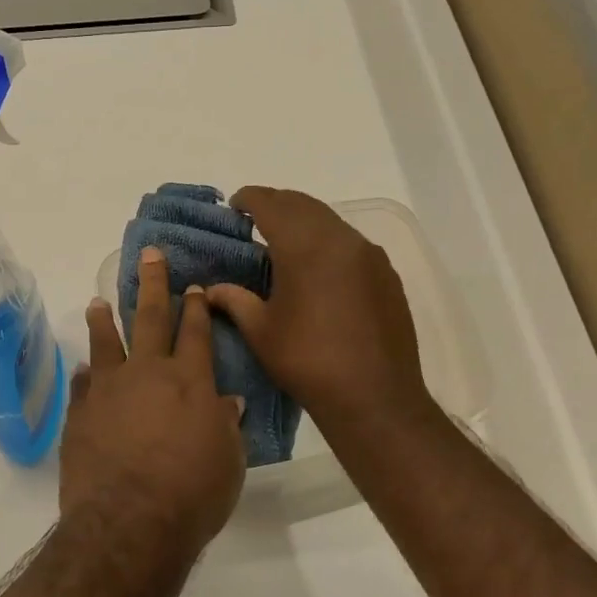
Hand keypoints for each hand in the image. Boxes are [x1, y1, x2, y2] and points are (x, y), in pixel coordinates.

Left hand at [58, 247, 246, 564]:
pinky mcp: (81, 413)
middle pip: (150, 317)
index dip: (196, 307)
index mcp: (190, 380)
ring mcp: (109, 390)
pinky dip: (86, 373)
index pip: (195, 332)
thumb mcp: (228, 461)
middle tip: (149, 256)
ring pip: (106, 342)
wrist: (129, 524)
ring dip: (104, 319)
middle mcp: (148, 373)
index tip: (194, 287)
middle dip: (152, 284)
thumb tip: (227, 401)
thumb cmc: (192, 494)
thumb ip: (225, 424)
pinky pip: (83, 383)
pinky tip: (84, 368)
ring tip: (97, 302)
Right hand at [206, 187, 432, 437]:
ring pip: (330, 220)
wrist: (375, 397)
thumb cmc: (308, 363)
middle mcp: (340, 239)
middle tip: (254, 218)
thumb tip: (211, 289)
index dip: (249, 199)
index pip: (271, 205)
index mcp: (304, 247)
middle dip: (276, 204)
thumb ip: (235, 300)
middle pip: (303, 204)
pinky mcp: (386, 273)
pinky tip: (318, 265)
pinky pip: (351, 242)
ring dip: (304, 220)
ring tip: (283, 239)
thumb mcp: (261, 332)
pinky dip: (328, 240)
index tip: (234, 204)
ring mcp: (368, 254)